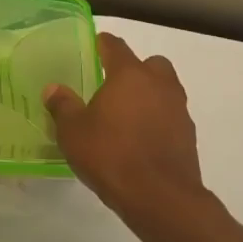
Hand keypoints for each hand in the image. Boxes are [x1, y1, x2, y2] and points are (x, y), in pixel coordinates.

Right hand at [44, 32, 212, 224]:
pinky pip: (170, 116)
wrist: (160, 197)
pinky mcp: (188, 136)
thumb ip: (63, 106)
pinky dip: (158, 120)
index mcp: (129, 75)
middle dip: (135, 69)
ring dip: (148, 95)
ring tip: (125, 115)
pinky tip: (140, 139)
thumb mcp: (73, 131)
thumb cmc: (111, 155)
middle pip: (150, 64)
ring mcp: (178, 110)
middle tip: (113, 85)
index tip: (94, 45)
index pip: (115, 47)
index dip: (103, 43)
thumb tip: (54, 88)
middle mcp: (159, 85)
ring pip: (164, 90)